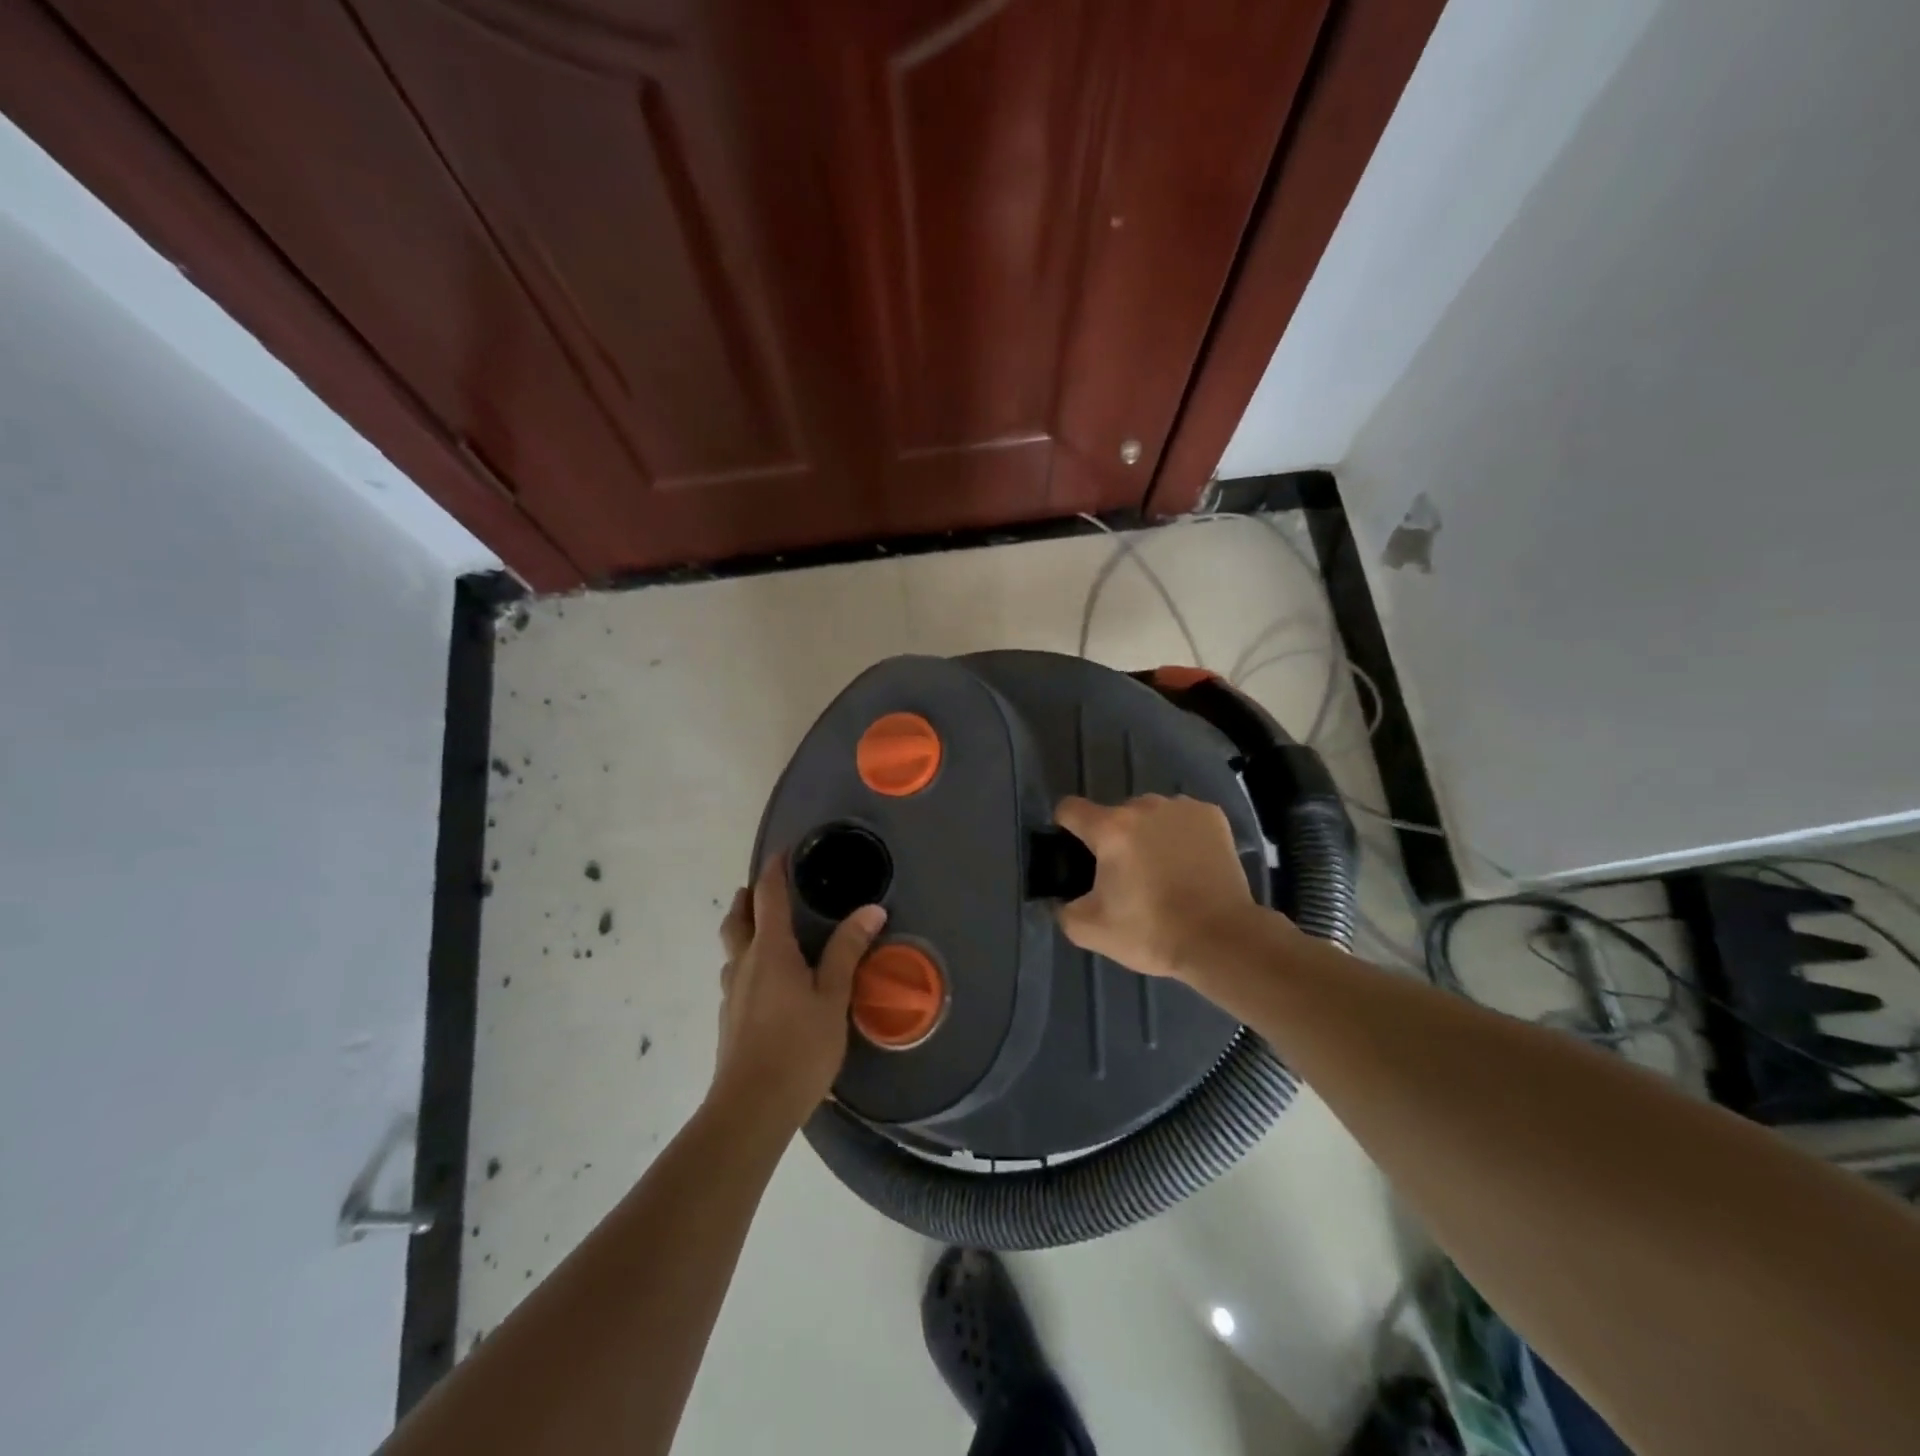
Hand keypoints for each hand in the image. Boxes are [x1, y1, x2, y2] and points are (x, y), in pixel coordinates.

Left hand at [714, 854, 886, 1127]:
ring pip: (733, 950)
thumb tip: (871, 909)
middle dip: (748, 899)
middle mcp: (744, 964)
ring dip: (744, 931)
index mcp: (770, 951)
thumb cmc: (799, 1047)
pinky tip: (767, 983)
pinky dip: (748, 962)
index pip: (767, 897)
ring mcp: (731, 994)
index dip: (773, 870)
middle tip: (763, 889)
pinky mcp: (729, 1020)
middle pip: (737, 920)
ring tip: (765, 933)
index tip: (781, 851)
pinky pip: (736, 976)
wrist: (751, 1109)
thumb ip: (848, 951)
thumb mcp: (833, 997)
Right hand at [1053, 794, 1266, 981]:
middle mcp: (1144, 806)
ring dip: (1148, 834)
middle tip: (1126, 876)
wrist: (1222, 939)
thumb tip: (1063, 898)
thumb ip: (1063, 909)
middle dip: (1114, 839)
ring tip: (1163, 870)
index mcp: (1110, 829)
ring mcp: (1182, 807)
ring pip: (1150, 815)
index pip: (1070, 808)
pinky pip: (1183, 818)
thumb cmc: (1152, 931)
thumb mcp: (1091, 931)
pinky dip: (1181, 834)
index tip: (1075, 852)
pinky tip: (1190, 863)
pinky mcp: (1212, 815)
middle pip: (1115, 815)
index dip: (1065, 827)